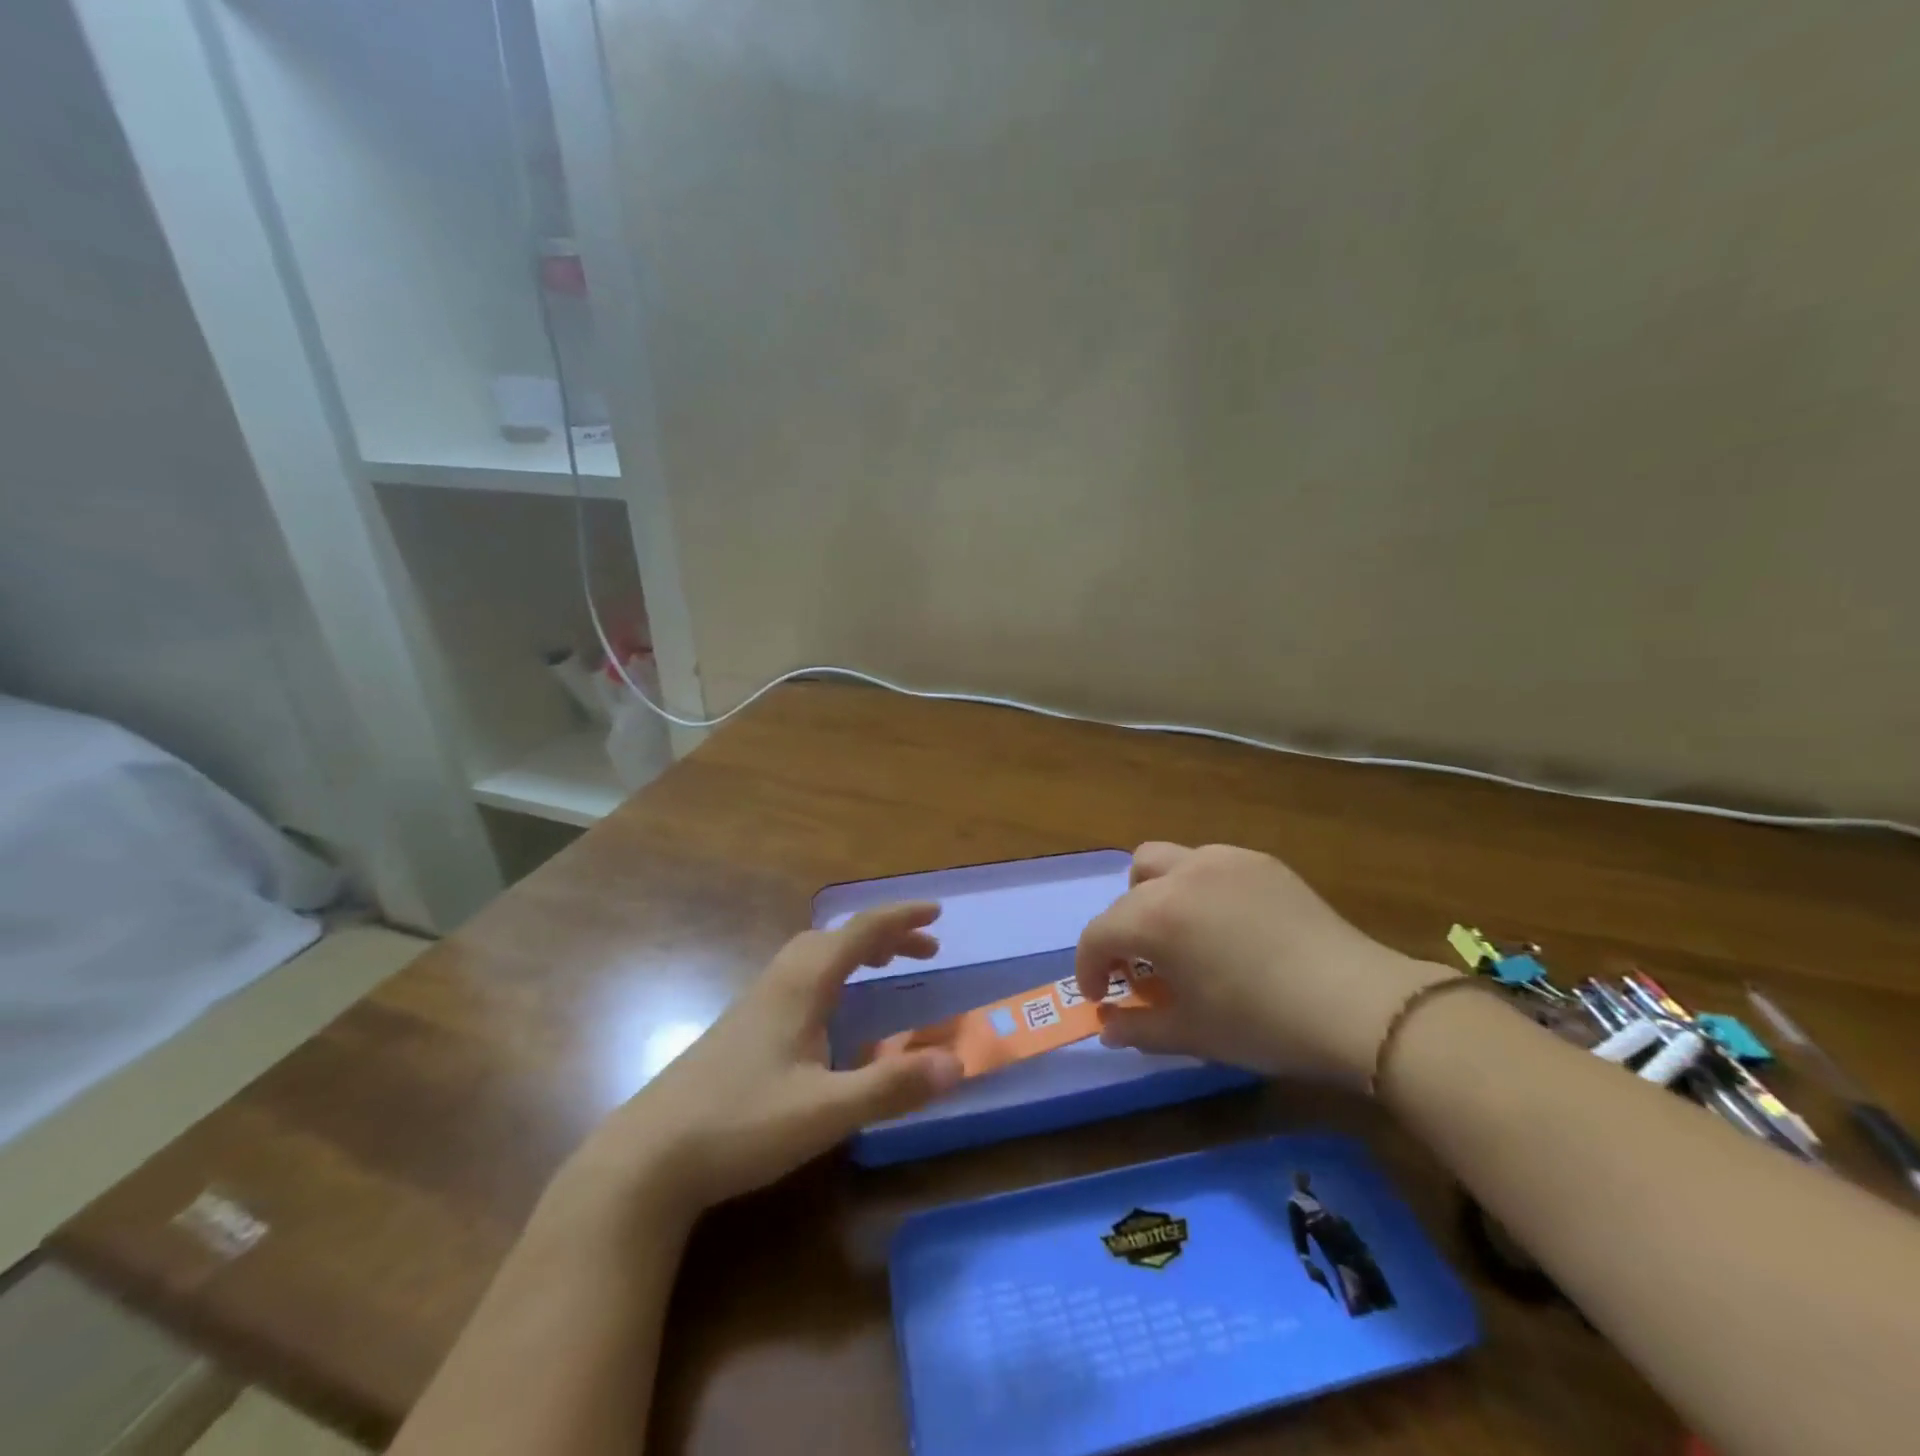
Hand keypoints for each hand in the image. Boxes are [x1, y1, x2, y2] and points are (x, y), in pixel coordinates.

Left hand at [560, 904, 963, 1224]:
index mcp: (800, 985)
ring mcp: (753, 1005)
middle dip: (882, 935)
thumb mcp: (824, 1111)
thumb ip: (890, 1087)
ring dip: (854, 952)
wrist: (646, 1160)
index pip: (858, 933)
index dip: (899, 919)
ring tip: (883, 970)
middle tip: (921, 951)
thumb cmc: (740, 1125)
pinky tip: (830, 1015)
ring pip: (811, 957)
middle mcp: (777, 983)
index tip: (936, 914)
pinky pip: (797, 979)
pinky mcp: (739, 1030)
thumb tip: (956, 1063)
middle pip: (835, 938)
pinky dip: (830, 975)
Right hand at [1075, 843, 1451, 1085]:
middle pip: (1128, 891)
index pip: (1099, 933)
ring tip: (1179, 935)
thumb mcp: (1192, 1034)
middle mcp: (1181, 874)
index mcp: (1156, 916)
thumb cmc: (1263, 1024)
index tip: (1101, 997)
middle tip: (1142, 969)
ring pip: (1163, 862)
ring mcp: (1223, 860)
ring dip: (1153, 895)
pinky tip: (1226, 926)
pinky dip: (1197, 888)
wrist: (1358, 1006)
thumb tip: (1106, 1027)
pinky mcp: (1259, 861)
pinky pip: (1208, 864)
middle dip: (1122, 930)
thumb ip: (1137, 1028)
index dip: (1090, 967)